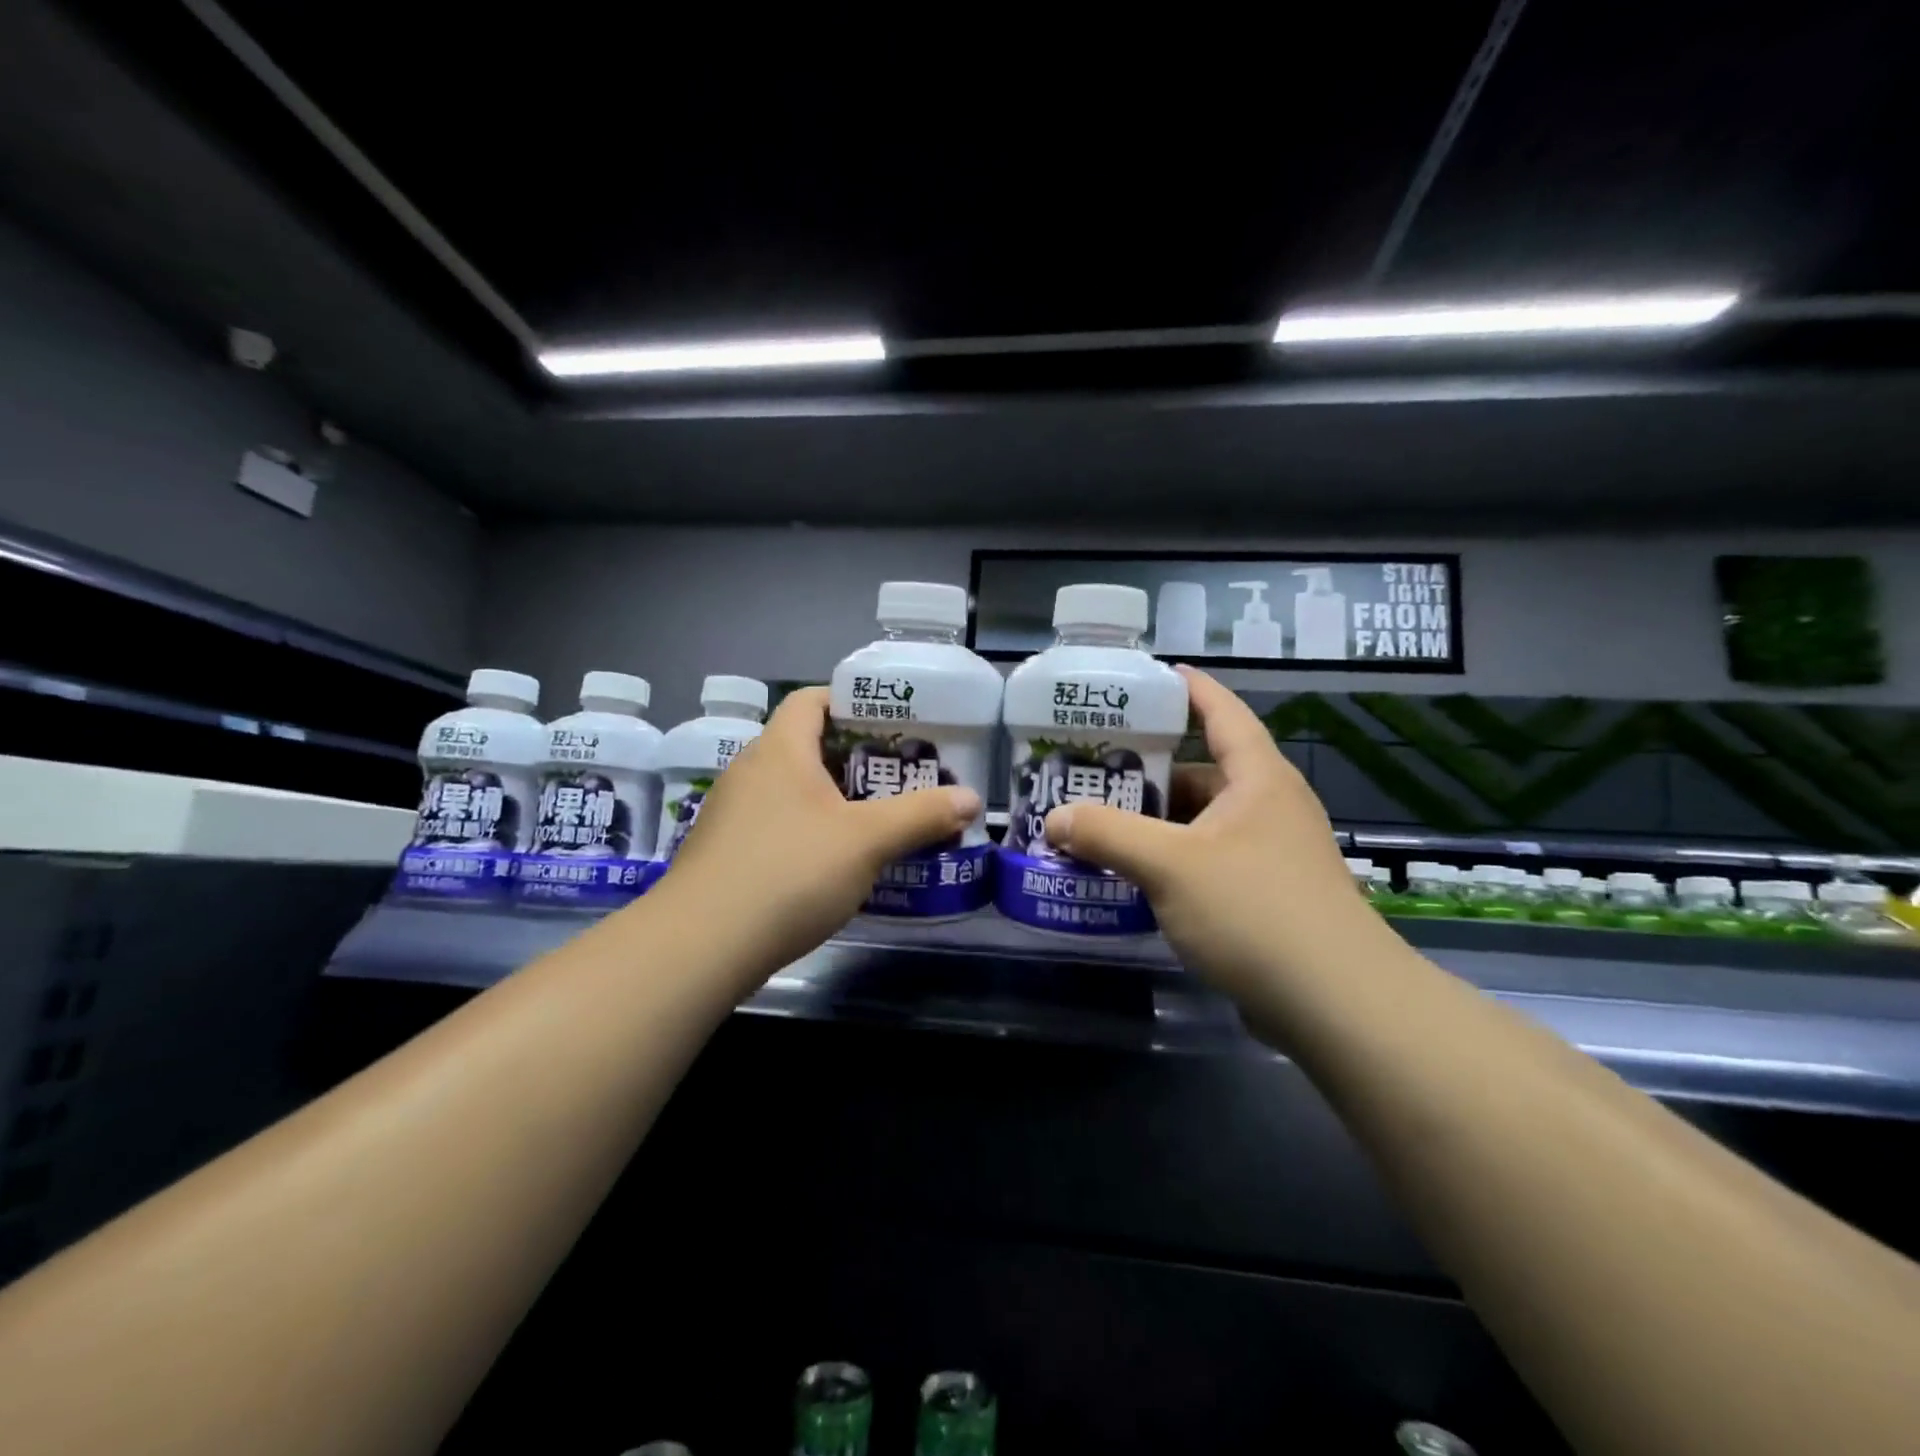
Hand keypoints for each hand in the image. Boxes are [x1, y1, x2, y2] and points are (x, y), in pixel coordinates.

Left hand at [657, 687, 980, 979]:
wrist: (701, 945)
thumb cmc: (789, 872)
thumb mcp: (867, 841)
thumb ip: (921, 815)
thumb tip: (971, 799)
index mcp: (780, 749)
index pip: (811, 700)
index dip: (851, 701)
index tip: (892, 723)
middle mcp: (750, 771)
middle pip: (805, 745)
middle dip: (854, 758)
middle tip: (898, 776)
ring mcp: (731, 814)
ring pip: (791, 789)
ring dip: (832, 798)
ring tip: (876, 818)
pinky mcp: (725, 853)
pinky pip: (775, 824)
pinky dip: (808, 830)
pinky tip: (834, 863)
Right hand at [1042, 666, 1371, 1002]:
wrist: (1337, 1005)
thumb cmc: (1254, 910)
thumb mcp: (1169, 864)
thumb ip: (1107, 834)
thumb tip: (1055, 818)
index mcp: (1257, 779)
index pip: (1222, 713)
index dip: (1189, 689)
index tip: (1151, 676)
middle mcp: (1268, 808)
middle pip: (1201, 772)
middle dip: (1148, 770)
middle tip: (1092, 768)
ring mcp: (1269, 855)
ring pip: (1200, 823)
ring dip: (1154, 823)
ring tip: (1098, 822)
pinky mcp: (1265, 897)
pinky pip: (1206, 861)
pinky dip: (1169, 860)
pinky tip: (1132, 876)